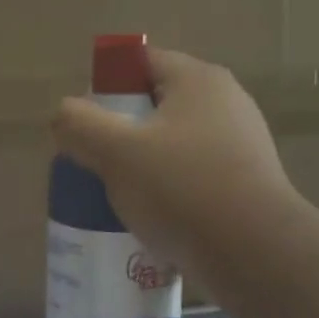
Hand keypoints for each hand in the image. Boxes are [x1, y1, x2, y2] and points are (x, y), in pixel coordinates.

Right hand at [52, 47, 298, 277]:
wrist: (255, 254)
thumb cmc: (182, 189)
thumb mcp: (115, 152)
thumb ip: (78, 124)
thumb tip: (63, 115)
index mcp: (198, 80)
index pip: (141, 62)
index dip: (106, 86)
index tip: (85, 124)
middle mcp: (227, 103)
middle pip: (155, 105)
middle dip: (120, 132)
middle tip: (93, 162)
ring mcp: (241, 145)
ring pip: (172, 145)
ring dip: (141, 165)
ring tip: (116, 196)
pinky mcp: (245, 184)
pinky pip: (192, 177)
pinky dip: (167, 191)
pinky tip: (149, 219)